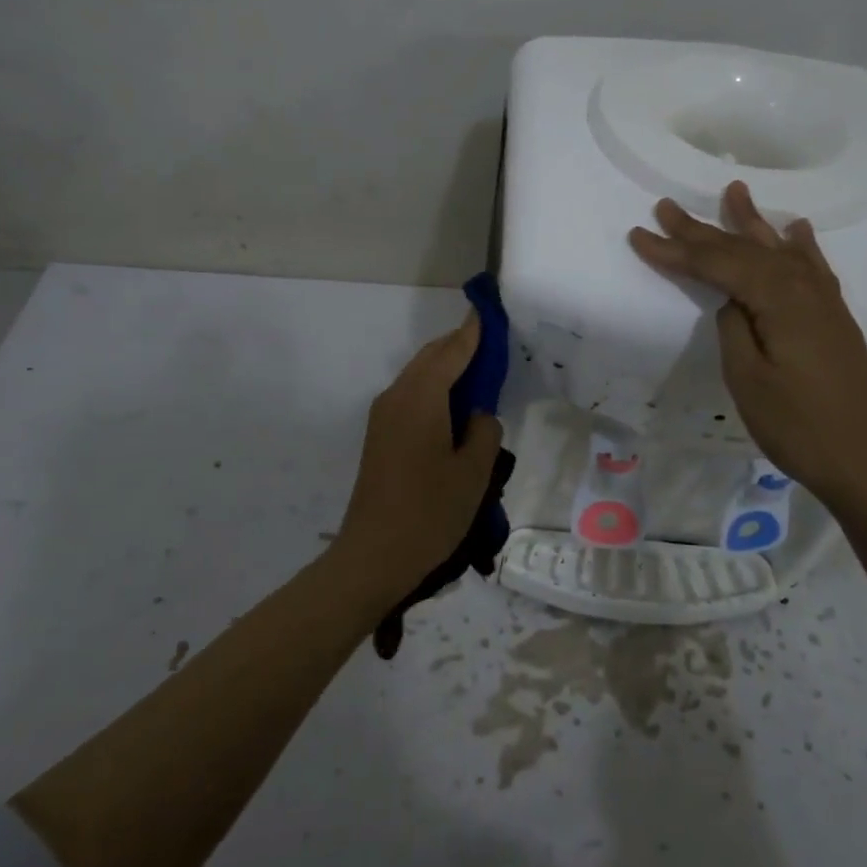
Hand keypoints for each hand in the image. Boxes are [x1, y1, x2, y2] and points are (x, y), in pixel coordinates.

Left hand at [331, 317, 502, 607]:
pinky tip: (456, 411)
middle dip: (461, 348)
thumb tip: (477, 415)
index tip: (489, 310)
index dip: (473, 331)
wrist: (373, 556)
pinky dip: (436, 392)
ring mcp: (383, 416)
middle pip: (431, 358)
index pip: (452, 350)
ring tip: (480, 379)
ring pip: (420, 377)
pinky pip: (412, 398)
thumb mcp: (474, 472)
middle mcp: (397, 396)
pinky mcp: (380, 436)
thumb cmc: (429, 512)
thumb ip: (484, 430)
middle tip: (494, 347)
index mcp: (420, 397)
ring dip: (448, 371)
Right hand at [629, 181, 866, 513]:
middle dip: (702, 230)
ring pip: (778, 251)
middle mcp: (804, 289)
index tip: (638, 235)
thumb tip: (731, 301)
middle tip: (666, 207)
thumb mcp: (749, 380)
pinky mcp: (834, 319)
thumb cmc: (799, 427)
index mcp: (779, 301)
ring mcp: (824, 302)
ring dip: (751, 223)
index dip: (675, 251)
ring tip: (734, 192)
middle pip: (744, 250)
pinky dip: (800, 246)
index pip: (717, 265)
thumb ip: (734, 329)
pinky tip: (796, 230)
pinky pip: (812, 267)